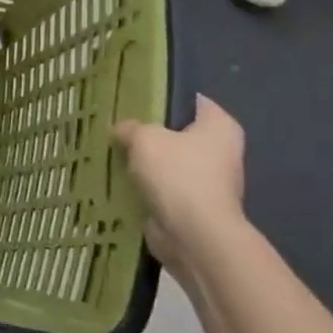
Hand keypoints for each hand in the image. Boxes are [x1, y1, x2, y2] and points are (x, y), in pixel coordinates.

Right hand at [114, 95, 246, 269]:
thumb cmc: (177, 175)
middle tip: (117, 129)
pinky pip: (163, 189)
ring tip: (112, 155)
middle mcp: (221, 151)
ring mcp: (208, 181)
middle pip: (178, 133)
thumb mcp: (145, 138)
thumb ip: (130, 128)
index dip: (163, 98)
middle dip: (149, 134)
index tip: (134, 101)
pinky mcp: (193, 206)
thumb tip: (121, 130)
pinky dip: (144, 188)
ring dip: (144, 163)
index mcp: (220, 126)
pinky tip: (118, 183)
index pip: (192, 101)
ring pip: (168, 163)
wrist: (193, 234)